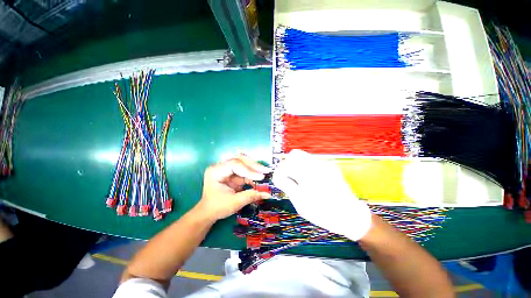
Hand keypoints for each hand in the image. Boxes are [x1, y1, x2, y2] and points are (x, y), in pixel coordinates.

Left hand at [196, 154, 271, 220]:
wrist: (208, 213)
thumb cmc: (217, 207)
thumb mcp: (234, 203)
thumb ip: (251, 196)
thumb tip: (268, 194)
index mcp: (216, 171)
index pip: (235, 164)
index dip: (249, 170)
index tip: (261, 177)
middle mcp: (221, 167)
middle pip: (239, 160)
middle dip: (253, 165)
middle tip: (265, 170)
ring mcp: (226, 169)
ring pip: (243, 163)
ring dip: (254, 167)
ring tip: (265, 172)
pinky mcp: (232, 174)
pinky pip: (244, 170)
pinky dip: (252, 174)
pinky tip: (259, 177)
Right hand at [272, 150, 371, 240]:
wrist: (350, 215)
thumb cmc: (322, 212)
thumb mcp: (299, 202)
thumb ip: (286, 184)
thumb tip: (277, 173)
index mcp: (306, 173)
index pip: (286, 163)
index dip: (281, 171)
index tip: (282, 180)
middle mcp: (315, 163)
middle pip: (294, 155)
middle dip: (289, 165)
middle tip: (291, 180)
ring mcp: (324, 163)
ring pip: (303, 157)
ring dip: (298, 166)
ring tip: (302, 182)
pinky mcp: (330, 165)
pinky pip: (312, 161)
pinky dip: (307, 168)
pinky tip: (312, 181)